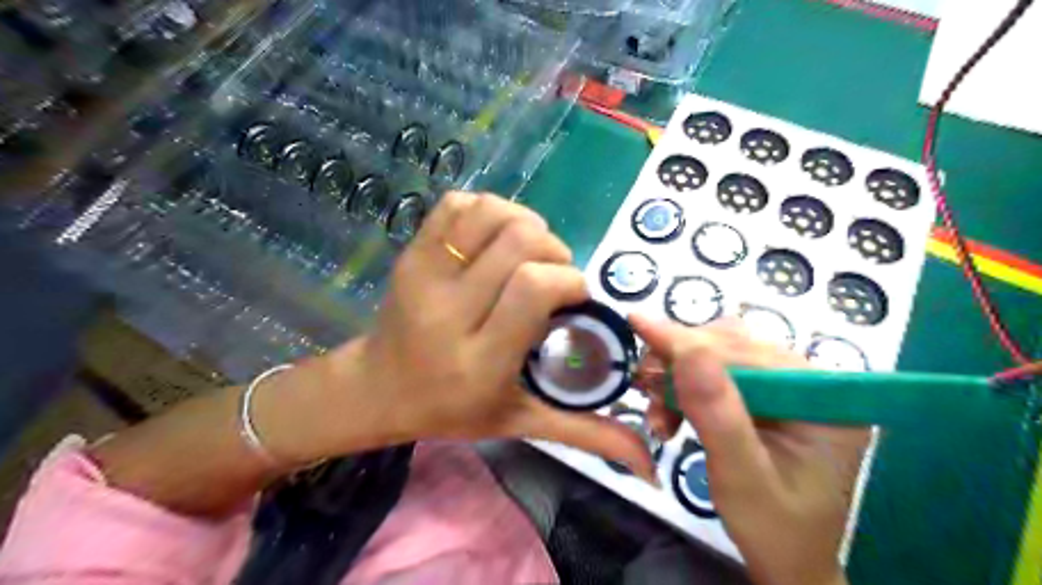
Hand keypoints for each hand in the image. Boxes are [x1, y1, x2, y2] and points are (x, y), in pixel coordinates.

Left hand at [265, 191, 657, 479]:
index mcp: (479, 358)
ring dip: (523, 223)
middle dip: (553, 249)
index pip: (533, 287)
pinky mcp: (409, 252)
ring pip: (490, 213)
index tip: (575, 296)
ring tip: (527, 253)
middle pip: (517, 242)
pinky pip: (457, 204)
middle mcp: (448, 310)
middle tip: (553, 274)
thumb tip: (650, 461)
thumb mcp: (520, 423)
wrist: (379, 388)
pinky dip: (487, 210)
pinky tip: (494, 239)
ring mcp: (423, 274)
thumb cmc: (453, 408)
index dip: (568, 279)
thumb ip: (585, 433)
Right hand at [630, 315, 868, 584]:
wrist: (790, 561)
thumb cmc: (774, 531)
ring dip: (679, 375)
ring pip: (719, 355)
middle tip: (644, 388)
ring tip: (659, 414)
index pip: (746, 353)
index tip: (637, 323)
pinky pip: (717, 373)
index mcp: (822, 400)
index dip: (688, 341)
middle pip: (732, 346)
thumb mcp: (741, 478)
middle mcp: (809, 383)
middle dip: (680, 362)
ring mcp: (788, 388)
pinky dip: (686, 387)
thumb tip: (689, 351)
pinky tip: (671, 412)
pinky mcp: (767, 397)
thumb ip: (717, 415)